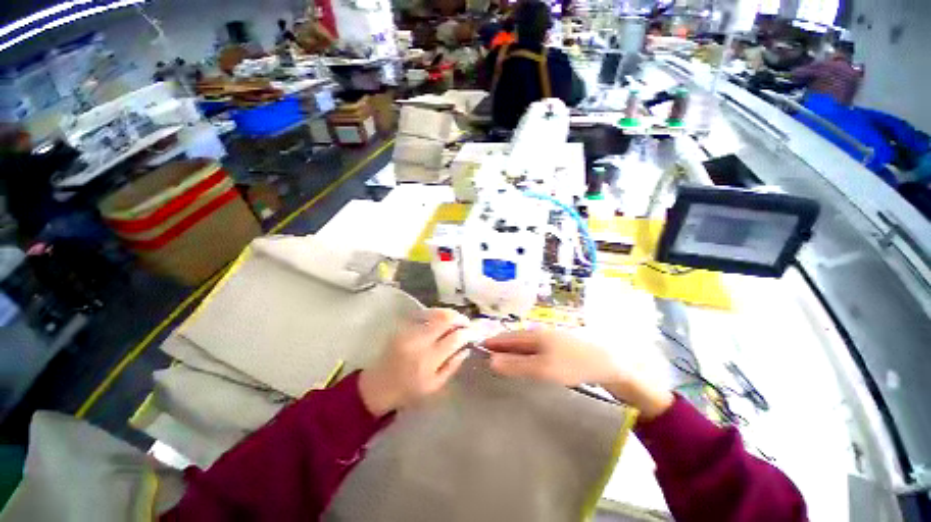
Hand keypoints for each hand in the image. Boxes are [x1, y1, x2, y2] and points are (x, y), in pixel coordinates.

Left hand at [359, 308, 470, 415]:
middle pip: (445, 320)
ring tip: (458, 320)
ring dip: (450, 314)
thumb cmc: (408, 391)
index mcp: (428, 359)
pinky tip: (443, 319)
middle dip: (461, 319)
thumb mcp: (435, 386)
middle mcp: (419, 341)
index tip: (474, 333)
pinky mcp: (403, 326)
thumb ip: (452, 366)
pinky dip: (438, 314)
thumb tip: (466, 348)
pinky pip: (425, 314)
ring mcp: (410, 331)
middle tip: (468, 324)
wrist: (379, 385)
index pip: (454, 338)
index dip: (468, 333)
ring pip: (436, 313)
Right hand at [483, 329, 621, 386]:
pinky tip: (525, 363)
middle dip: (499, 346)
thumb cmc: (572, 365)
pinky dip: (523, 354)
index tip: (476, 349)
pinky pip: (534, 349)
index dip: (491, 343)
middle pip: (513, 339)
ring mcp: (549, 339)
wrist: (607, 363)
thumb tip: (491, 362)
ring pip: (523, 344)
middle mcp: (538, 333)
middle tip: (485, 357)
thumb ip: (516, 365)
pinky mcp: (557, 347)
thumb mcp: (542, 369)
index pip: (505, 338)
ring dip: (511, 351)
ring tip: (500, 362)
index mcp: (532, 335)